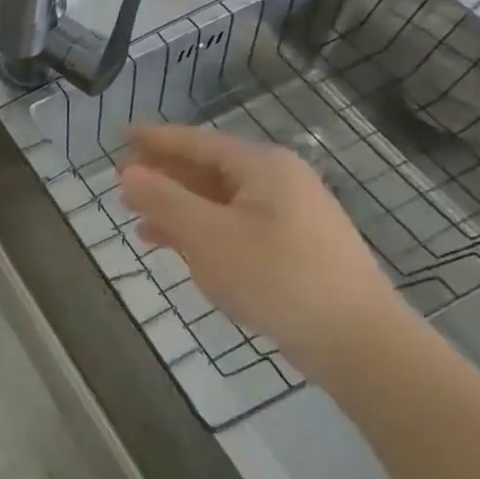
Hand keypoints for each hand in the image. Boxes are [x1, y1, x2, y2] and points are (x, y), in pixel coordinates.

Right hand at [116, 124, 405, 379]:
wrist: (358, 342)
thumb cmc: (276, 277)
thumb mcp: (207, 235)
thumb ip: (162, 200)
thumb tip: (128, 173)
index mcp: (262, 166)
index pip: (196, 141)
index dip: (155, 139)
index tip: (121, 136)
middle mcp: (279, 181)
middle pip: (207, 169)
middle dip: (163, 177)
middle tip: (121, 185)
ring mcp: (290, 215)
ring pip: (218, 201)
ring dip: (177, 208)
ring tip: (137, 221)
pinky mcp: (294, 248)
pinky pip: (234, 225)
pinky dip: (201, 231)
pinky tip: (175, 248)